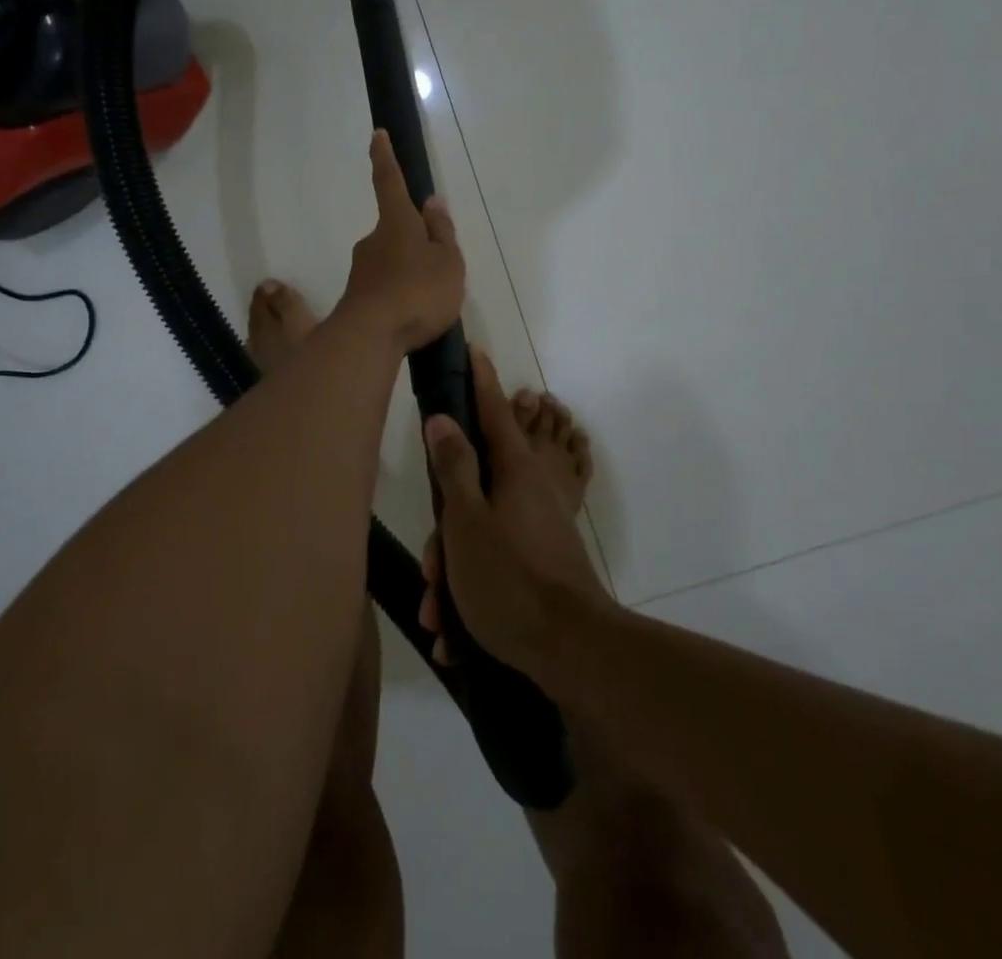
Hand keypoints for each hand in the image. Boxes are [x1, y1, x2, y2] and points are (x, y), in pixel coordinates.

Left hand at [336, 130, 464, 353]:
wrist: (371, 337)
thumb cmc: (418, 292)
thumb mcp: (447, 262)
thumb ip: (441, 233)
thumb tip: (432, 203)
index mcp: (397, 223)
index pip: (390, 182)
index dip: (385, 158)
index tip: (377, 135)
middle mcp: (374, 240)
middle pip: (396, 230)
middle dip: (414, 241)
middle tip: (438, 269)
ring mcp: (362, 269)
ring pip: (391, 261)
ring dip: (409, 272)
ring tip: (431, 301)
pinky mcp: (358, 296)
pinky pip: (386, 287)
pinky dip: (400, 294)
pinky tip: (413, 317)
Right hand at [418, 347, 609, 683]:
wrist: (571, 650)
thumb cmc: (509, 577)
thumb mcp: (467, 520)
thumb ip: (454, 467)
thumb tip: (444, 418)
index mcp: (514, 471)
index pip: (492, 412)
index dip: (480, 382)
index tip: (474, 351)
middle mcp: (530, 491)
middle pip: (476, 486)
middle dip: (445, 529)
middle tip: (431, 567)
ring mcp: (539, 526)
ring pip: (480, 533)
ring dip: (454, 574)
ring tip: (438, 616)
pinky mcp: (543, 559)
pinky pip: (496, 562)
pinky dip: (472, 593)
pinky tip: (455, 634)